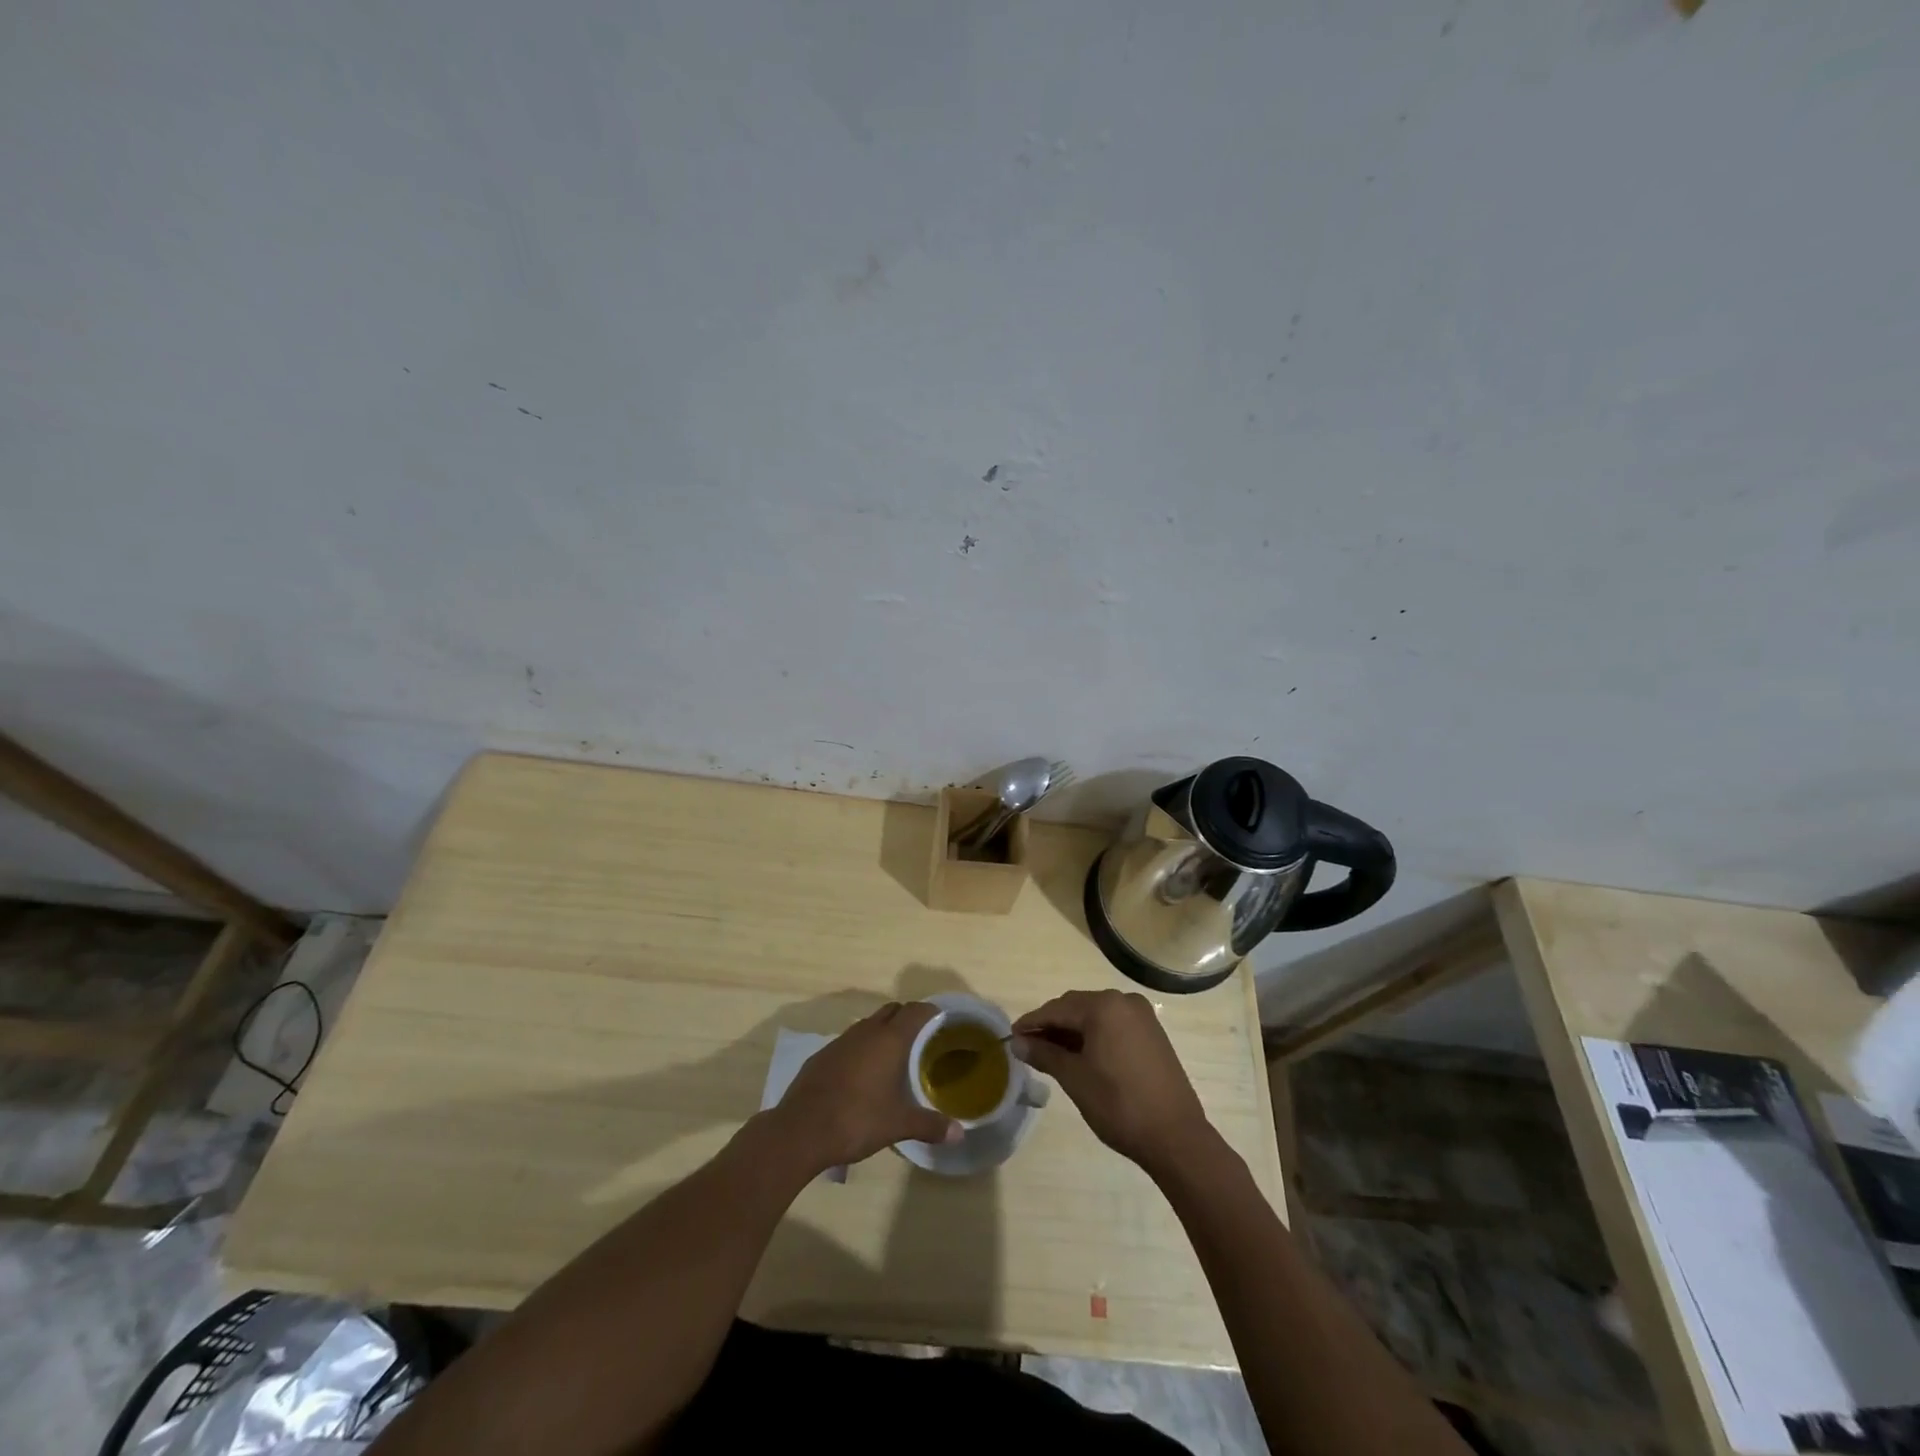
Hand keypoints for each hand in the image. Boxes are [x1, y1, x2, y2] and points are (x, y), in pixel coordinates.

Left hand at [773, 1002, 961, 1171]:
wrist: (800, 1130)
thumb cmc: (856, 1120)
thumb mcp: (897, 1125)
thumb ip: (930, 1126)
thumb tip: (959, 1134)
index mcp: (889, 1040)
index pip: (915, 1011)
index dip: (930, 1012)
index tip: (942, 1021)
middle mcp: (866, 1032)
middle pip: (892, 1011)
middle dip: (908, 1018)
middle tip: (922, 1038)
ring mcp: (841, 1041)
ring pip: (869, 1025)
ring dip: (883, 1032)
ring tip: (895, 1055)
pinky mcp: (822, 1055)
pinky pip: (850, 1041)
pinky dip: (862, 1048)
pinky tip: (863, 1073)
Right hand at [1014, 990, 1211, 1176]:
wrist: (1176, 1137)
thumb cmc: (1119, 1105)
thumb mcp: (1075, 1078)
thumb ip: (1045, 1054)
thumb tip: (1018, 1042)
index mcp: (1104, 1006)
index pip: (1057, 1009)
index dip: (1032, 1022)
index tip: (1011, 1036)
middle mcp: (1123, 1001)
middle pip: (1076, 1007)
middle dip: (1052, 1025)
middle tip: (1029, 1046)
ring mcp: (1141, 1016)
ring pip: (1095, 1016)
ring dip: (1073, 1030)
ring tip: (1051, 1053)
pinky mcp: (1152, 1033)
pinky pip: (1113, 1025)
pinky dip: (1094, 1035)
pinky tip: (1081, 1055)